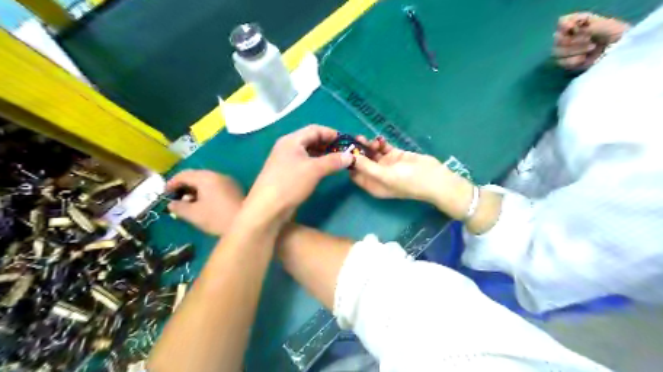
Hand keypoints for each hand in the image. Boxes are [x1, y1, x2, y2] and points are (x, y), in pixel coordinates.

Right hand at [168, 168, 243, 233]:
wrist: (246, 224)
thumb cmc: (217, 218)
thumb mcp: (193, 214)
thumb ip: (178, 207)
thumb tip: (172, 203)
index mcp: (206, 178)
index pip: (184, 174)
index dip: (171, 183)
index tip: (164, 194)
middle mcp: (218, 175)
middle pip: (196, 176)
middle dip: (184, 186)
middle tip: (175, 199)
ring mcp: (229, 181)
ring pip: (207, 181)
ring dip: (196, 190)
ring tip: (188, 204)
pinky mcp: (235, 189)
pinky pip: (217, 186)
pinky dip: (207, 192)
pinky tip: (204, 204)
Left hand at [242, 125, 354, 223]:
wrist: (267, 208)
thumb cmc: (290, 183)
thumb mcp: (314, 170)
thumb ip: (333, 161)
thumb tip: (350, 156)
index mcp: (291, 140)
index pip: (315, 129)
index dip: (331, 133)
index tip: (346, 141)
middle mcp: (287, 147)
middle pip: (310, 139)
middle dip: (328, 144)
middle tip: (343, 152)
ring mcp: (285, 161)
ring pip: (307, 152)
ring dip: (322, 155)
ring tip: (337, 162)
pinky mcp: (286, 173)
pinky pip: (304, 163)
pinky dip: (316, 164)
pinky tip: (324, 171)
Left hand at [349, 135, 473, 217]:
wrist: (434, 178)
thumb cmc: (408, 181)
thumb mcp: (384, 176)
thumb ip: (366, 167)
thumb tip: (349, 158)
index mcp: (372, 185)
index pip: (354, 174)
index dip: (349, 163)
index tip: (346, 150)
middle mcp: (377, 175)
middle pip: (363, 162)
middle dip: (359, 151)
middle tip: (357, 139)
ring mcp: (387, 165)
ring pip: (372, 153)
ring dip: (369, 145)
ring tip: (371, 139)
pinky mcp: (395, 156)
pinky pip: (383, 148)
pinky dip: (380, 144)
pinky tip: (381, 139)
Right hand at [556, 12, 630, 69]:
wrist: (621, 52)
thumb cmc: (617, 35)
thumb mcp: (606, 25)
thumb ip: (589, 25)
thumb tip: (573, 29)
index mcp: (579, 23)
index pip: (562, 22)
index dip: (565, 26)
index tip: (573, 28)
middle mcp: (569, 36)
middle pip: (556, 39)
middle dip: (572, 40)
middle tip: (589, 39)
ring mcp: (566, 51)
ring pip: (556, 52)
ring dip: (574, 50)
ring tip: (591, 49)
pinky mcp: (567, 63)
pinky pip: (561, 62)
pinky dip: (573, 61)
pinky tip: (584, 59)